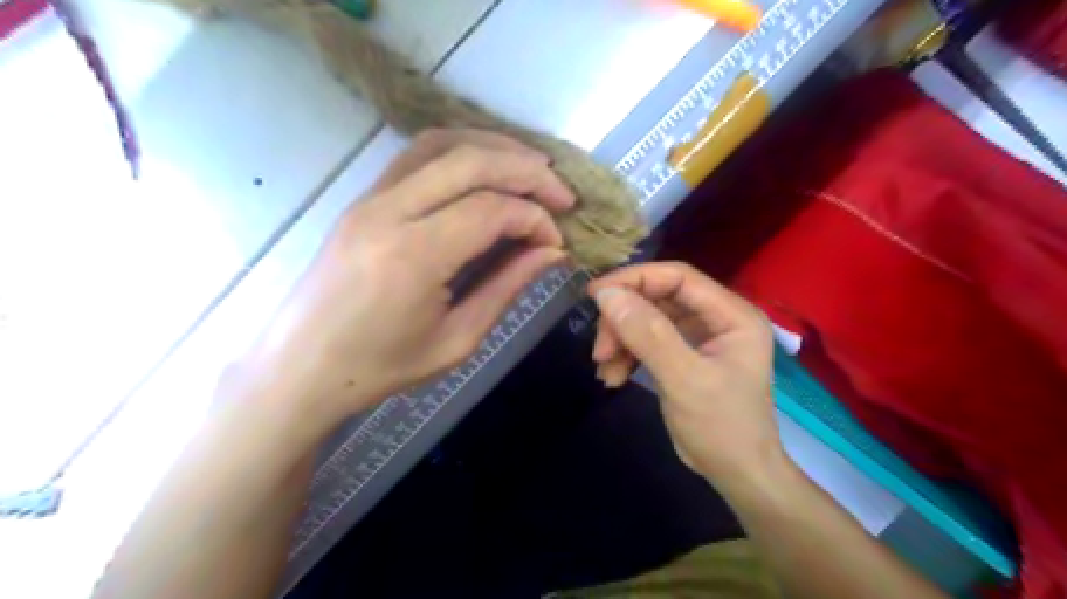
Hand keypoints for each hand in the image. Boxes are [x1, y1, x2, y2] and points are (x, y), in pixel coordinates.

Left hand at [233, 129, 574, 430]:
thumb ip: (507, 287)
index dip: (534, 219)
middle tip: (562, 194)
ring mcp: (369, 198)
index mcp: (414, 256)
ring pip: (442, 144)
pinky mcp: (362, 197)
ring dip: (495, 148)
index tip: (556, 241)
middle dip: (527, 170)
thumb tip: (551, 252)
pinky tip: (485, 169)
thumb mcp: (457, 339)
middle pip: (471, 161)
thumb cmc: (381, 367)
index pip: (491, 210)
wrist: (301, 366)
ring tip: (532, 168)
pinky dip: (461, 151)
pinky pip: (417, 155)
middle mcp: (389, 212)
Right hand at [587, 265, 780, 488]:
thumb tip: (607, 295)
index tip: (596, 295)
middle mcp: (716, 318)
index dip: (635, 279)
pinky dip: (626, 355)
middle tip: (600, 349)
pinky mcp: (682, 355)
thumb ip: (648, 335)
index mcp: (731, 314)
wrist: (736, 475)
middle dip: (624, 321)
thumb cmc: (722, 428)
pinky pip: (646, 342)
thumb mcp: (684, 379)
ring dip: (620, 341)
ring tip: (605, 369)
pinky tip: (613, 377)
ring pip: (647, 320)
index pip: (678, 277)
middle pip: (658, 299)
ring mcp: (698, 337)